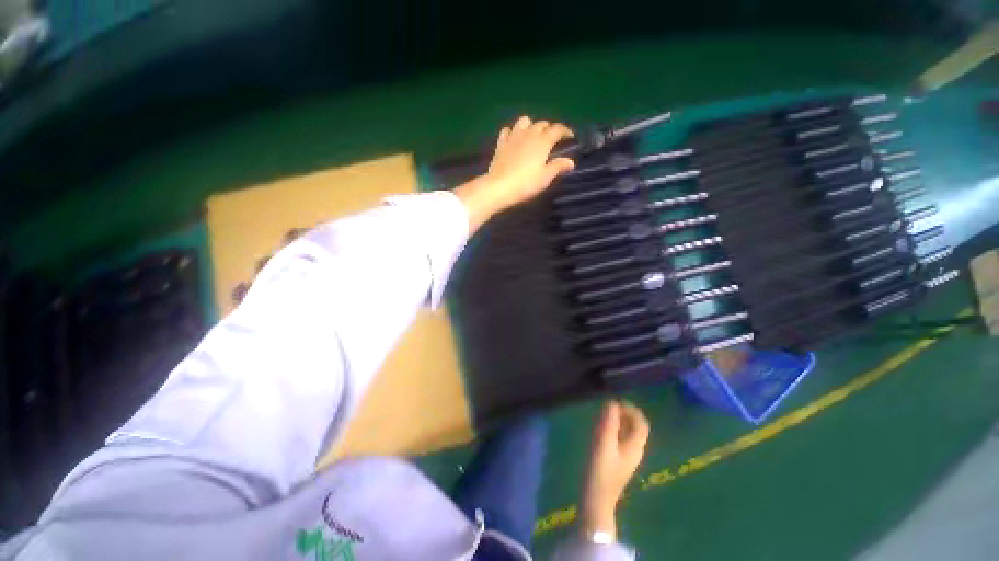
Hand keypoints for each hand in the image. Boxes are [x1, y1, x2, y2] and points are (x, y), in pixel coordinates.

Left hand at [455, 116, 574, 230]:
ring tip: (533, 136)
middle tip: (552, 140)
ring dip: (531, 125)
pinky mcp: (501, 143)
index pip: (557, 129)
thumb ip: (558, 167)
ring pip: (524, 121)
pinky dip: (513, 131)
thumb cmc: (526, 183)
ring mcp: (513, 137)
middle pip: (542, 123)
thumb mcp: (545, 177)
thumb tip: (571, 162)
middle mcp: (529, 134)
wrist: (500, 187)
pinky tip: (514, 139)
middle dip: (549, 129)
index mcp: (543, 141)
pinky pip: (507, 130)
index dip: (565, 131)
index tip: (570, 137)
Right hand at [580, 400, 649, 540]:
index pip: (641, 423)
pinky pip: (619, 439)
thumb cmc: (601, 470)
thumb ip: (609, 422)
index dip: (631, 409)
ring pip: (627, 432)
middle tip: (606, 408)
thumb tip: (612, 403)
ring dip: (617, 421)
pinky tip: (600, 430)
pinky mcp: (618, 461)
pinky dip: (613, 430)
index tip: (616, 402)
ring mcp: (626, 457)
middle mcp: (634, 450)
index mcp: (635, 446)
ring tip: (601, 416)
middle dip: (623, 414)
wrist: (596, 499)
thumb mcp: (603, 443)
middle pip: (635, 427)